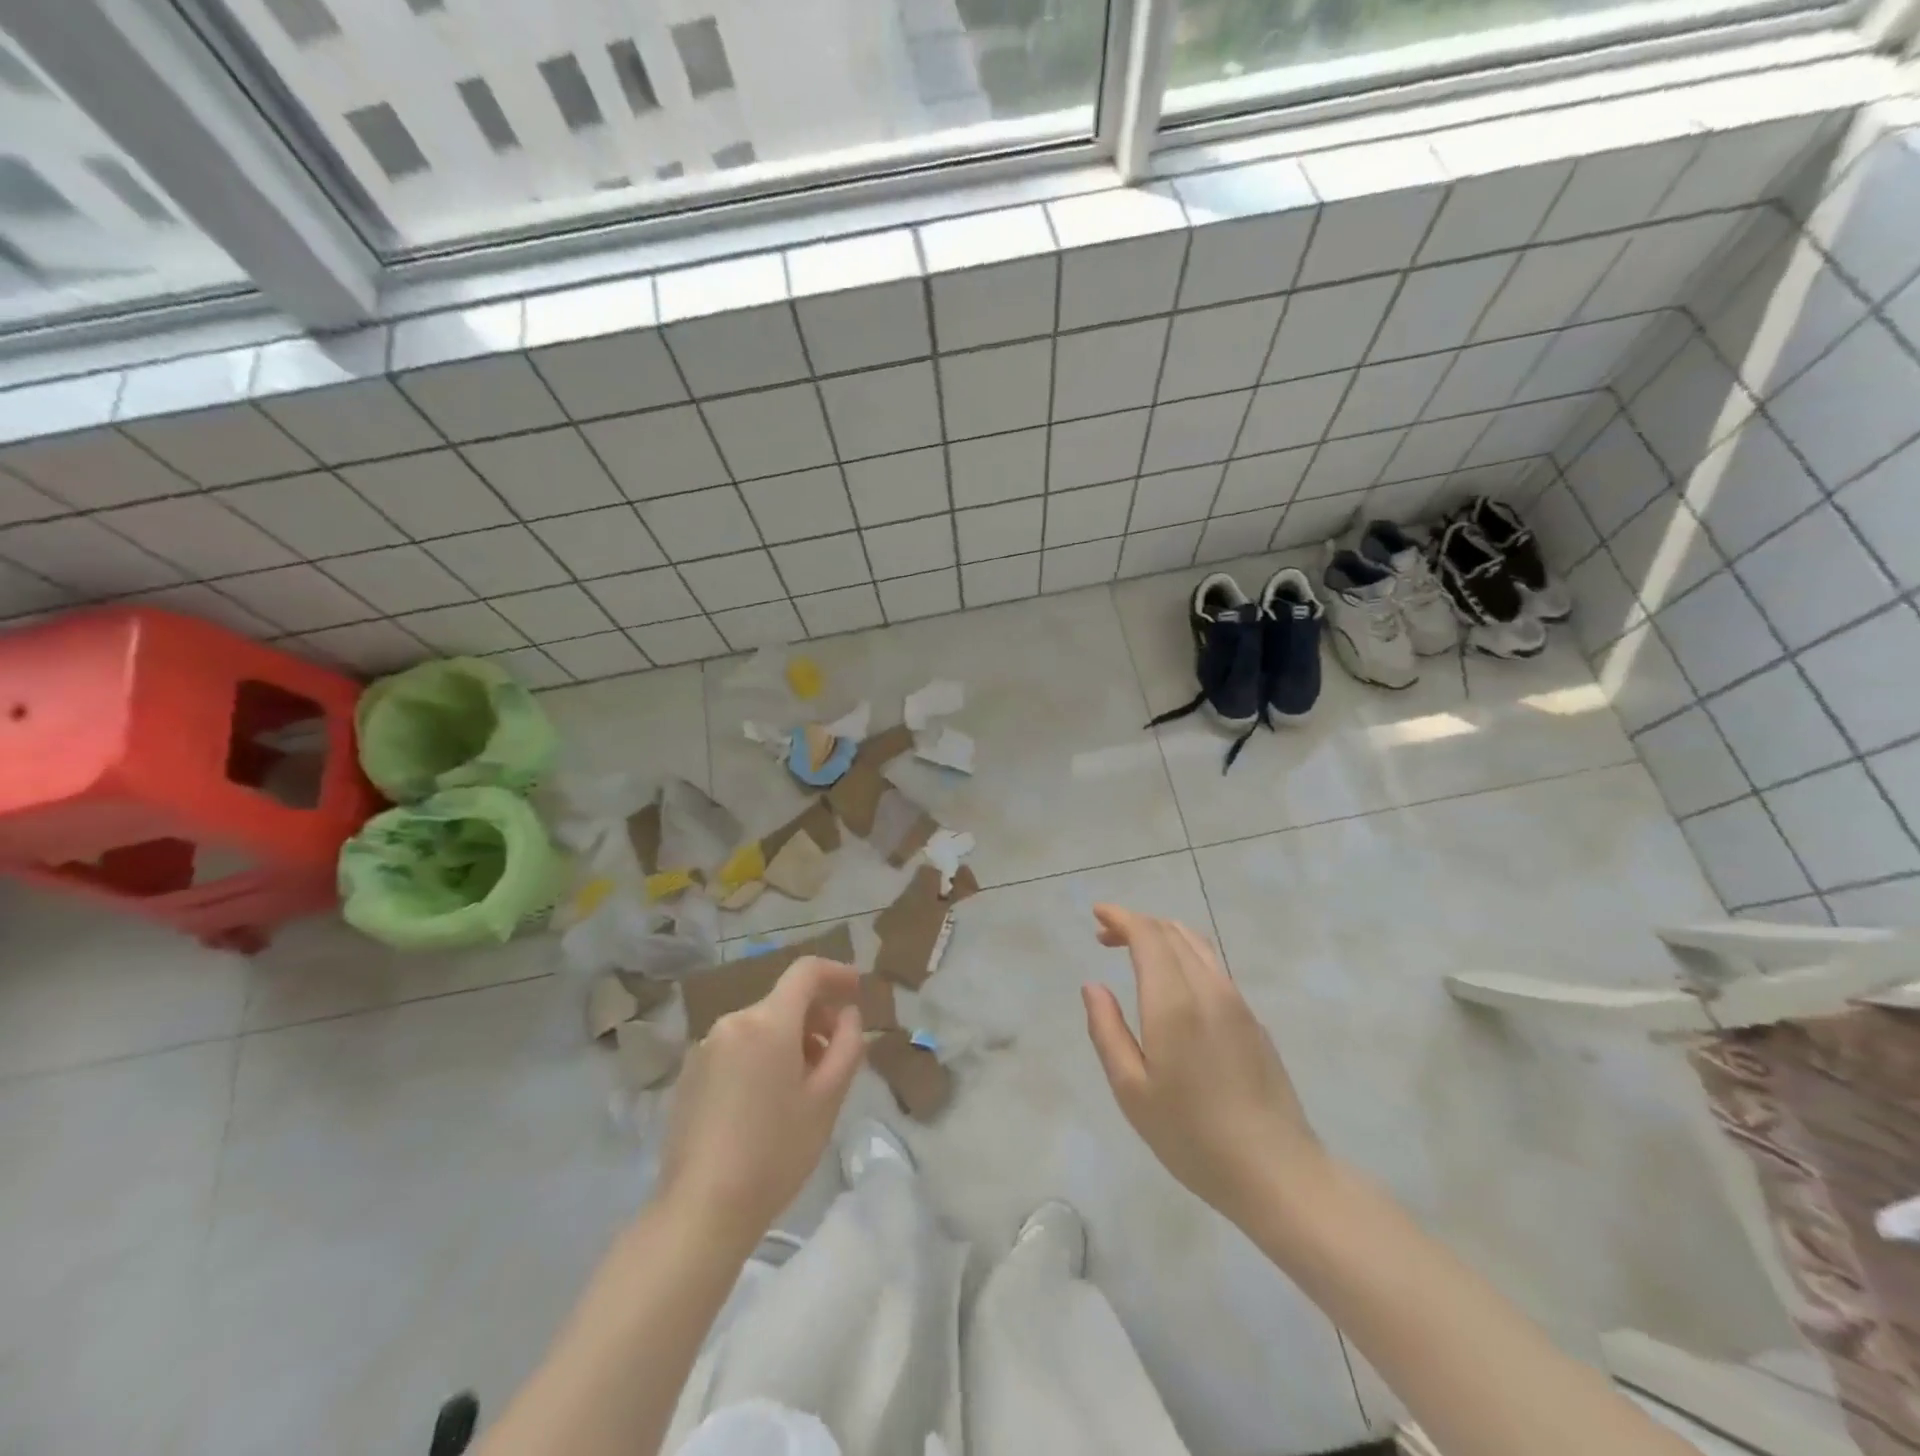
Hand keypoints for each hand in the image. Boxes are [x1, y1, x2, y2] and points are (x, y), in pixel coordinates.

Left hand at [658, 957, 864, 1252]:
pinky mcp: (690, 1074)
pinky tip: (768, 1101)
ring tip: (804, 1085)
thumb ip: (848, 1044)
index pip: (805, 971)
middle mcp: (732, 1022)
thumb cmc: (775, 1152)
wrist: (701, 1211)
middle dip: (816, 1017)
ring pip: (760, 1026)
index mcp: (767, 1022)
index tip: (858, 990)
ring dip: (790, 1039)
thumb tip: (847, 1015)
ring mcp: (705, 1047)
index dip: (836, 972)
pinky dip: (762, 1056)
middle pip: (783, 1001)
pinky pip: (737, 1047)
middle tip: (837, 1055)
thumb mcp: (827, 1099)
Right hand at [1082, 905, 1329, 1225]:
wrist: (1277, 1173)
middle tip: (1105, 936)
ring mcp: (1237, 1003)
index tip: (1097, 915)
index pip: (1148, 935)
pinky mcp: (1254, 1021)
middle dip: (1137, 924)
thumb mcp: (1131, 1090)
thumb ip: (1107, 1030)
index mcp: (1175, 1002)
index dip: (1121, 918)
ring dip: (1163, 937)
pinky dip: (1184, 957)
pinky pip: (1214, 968)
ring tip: (1135, 953)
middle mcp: (1209, 989)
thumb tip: (1093, 986)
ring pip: (1198, 945)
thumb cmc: (1192, 1136)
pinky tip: (1173, 987)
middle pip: (1172, 932)